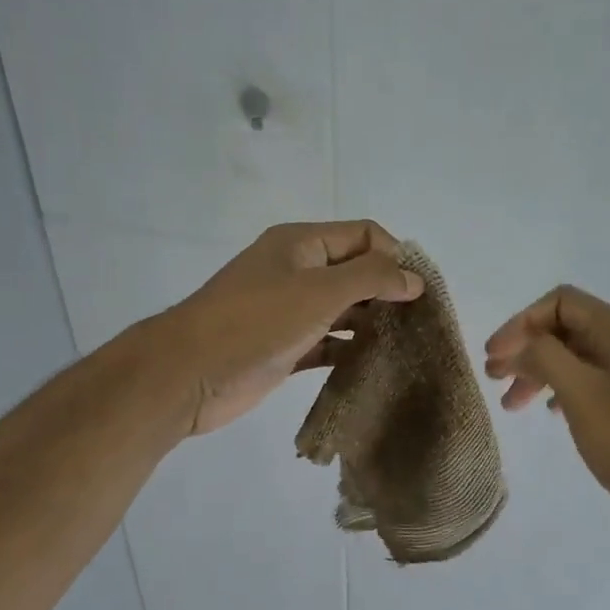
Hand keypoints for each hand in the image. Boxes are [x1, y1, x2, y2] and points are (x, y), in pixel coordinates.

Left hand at [161, 221, 422, 435]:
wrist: (189, 374)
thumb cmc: (255, 322)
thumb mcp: (319, 291)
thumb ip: (371, 279)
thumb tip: (415, 278)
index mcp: (301, 244)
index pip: (362, 235)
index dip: (394, 256)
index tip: (419, 291)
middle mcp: (296, 271)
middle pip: (354, 272)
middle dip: (387, 291)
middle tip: (419, 322)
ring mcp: (289, 311)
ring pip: (342, 310)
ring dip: (371, 323)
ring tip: (406, 345)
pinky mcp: (285, 348)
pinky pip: (327, 344)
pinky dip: (349, 351)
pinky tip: (375, 366)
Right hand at [485, 285, 609, 544]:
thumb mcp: (578, 390)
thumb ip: (544, 356)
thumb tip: (521, 346)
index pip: (559, 302)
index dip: (520, 323)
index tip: (493, 356)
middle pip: (563, 327)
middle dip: (524, 348)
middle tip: (493, 377)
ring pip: (571, 356)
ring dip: (536, 372)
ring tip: (510, 403)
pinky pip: (585, 379)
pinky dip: (557, 388)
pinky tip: (545, 410)